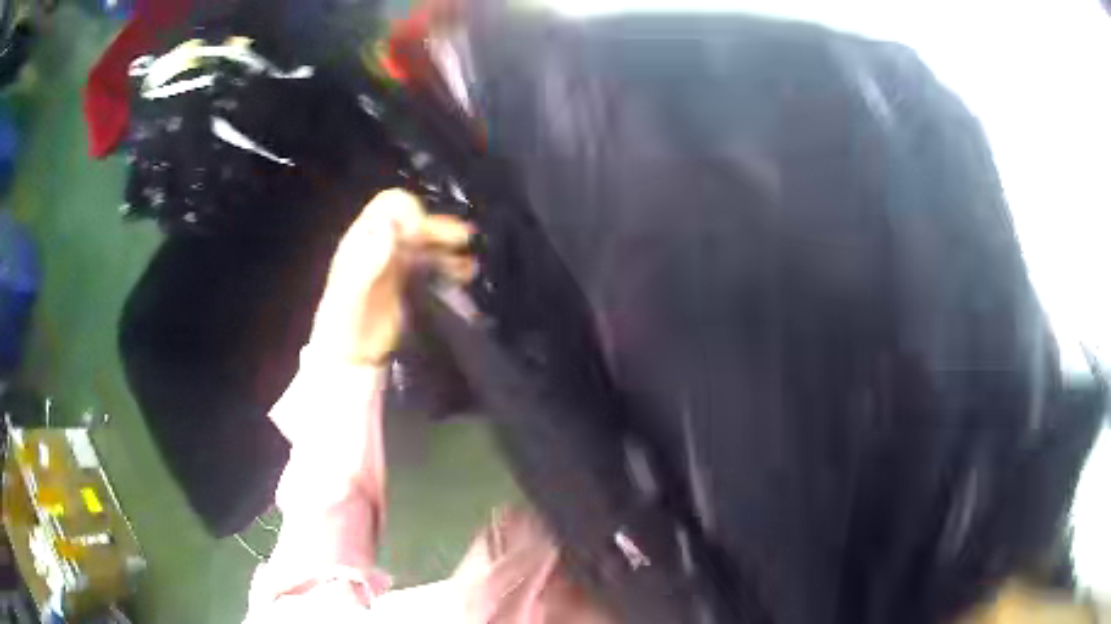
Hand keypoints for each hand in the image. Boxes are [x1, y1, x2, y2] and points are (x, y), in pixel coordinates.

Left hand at [307, 189, 473, 365]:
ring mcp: (397, 261)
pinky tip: (465, 273)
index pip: (389, 206)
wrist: (352, 355)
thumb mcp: (352, 293)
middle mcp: (382, 243)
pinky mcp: (410, 280)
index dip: (408, 212)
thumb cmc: (346, 323)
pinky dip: (452, 263)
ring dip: (449, 245)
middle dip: (438, 226)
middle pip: (414, 221)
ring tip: (468, 260)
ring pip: (428, 241)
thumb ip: (368, 261)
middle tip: (462, 239)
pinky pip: (434, 262)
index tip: (421, 233)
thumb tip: (390, 228)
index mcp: (364, 239)